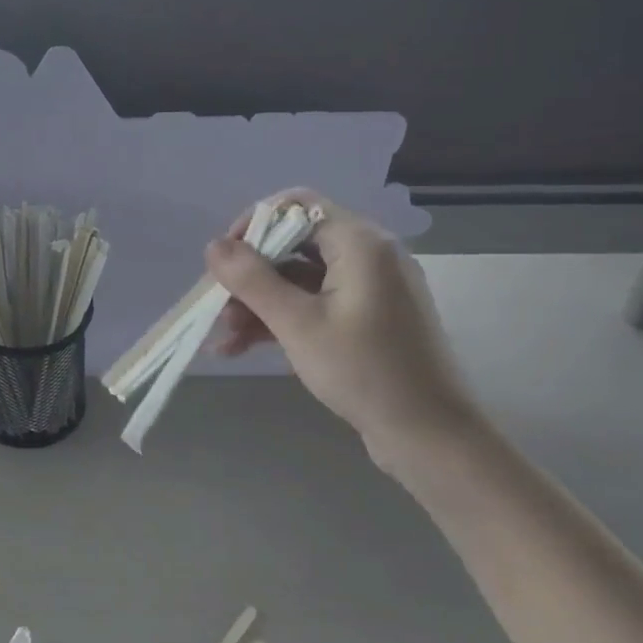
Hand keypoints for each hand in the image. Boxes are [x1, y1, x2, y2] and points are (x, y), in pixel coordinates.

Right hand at [205, 190, 487, 470]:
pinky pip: (316, 302)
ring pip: (300, 278)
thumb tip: (213, 245)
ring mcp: (371, 287)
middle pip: (294, 244)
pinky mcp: (369, 316)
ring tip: (225, 339)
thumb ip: (252, 280)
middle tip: (219, 307)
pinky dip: (283, 319)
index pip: (296, 206)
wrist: (429, 435)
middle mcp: (369, 254)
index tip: (224, 262)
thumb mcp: (298, 324)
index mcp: (360, 243)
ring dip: (260, 303)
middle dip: (250, 275)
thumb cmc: (364, 372)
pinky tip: (245, 347)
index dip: (253, 226)